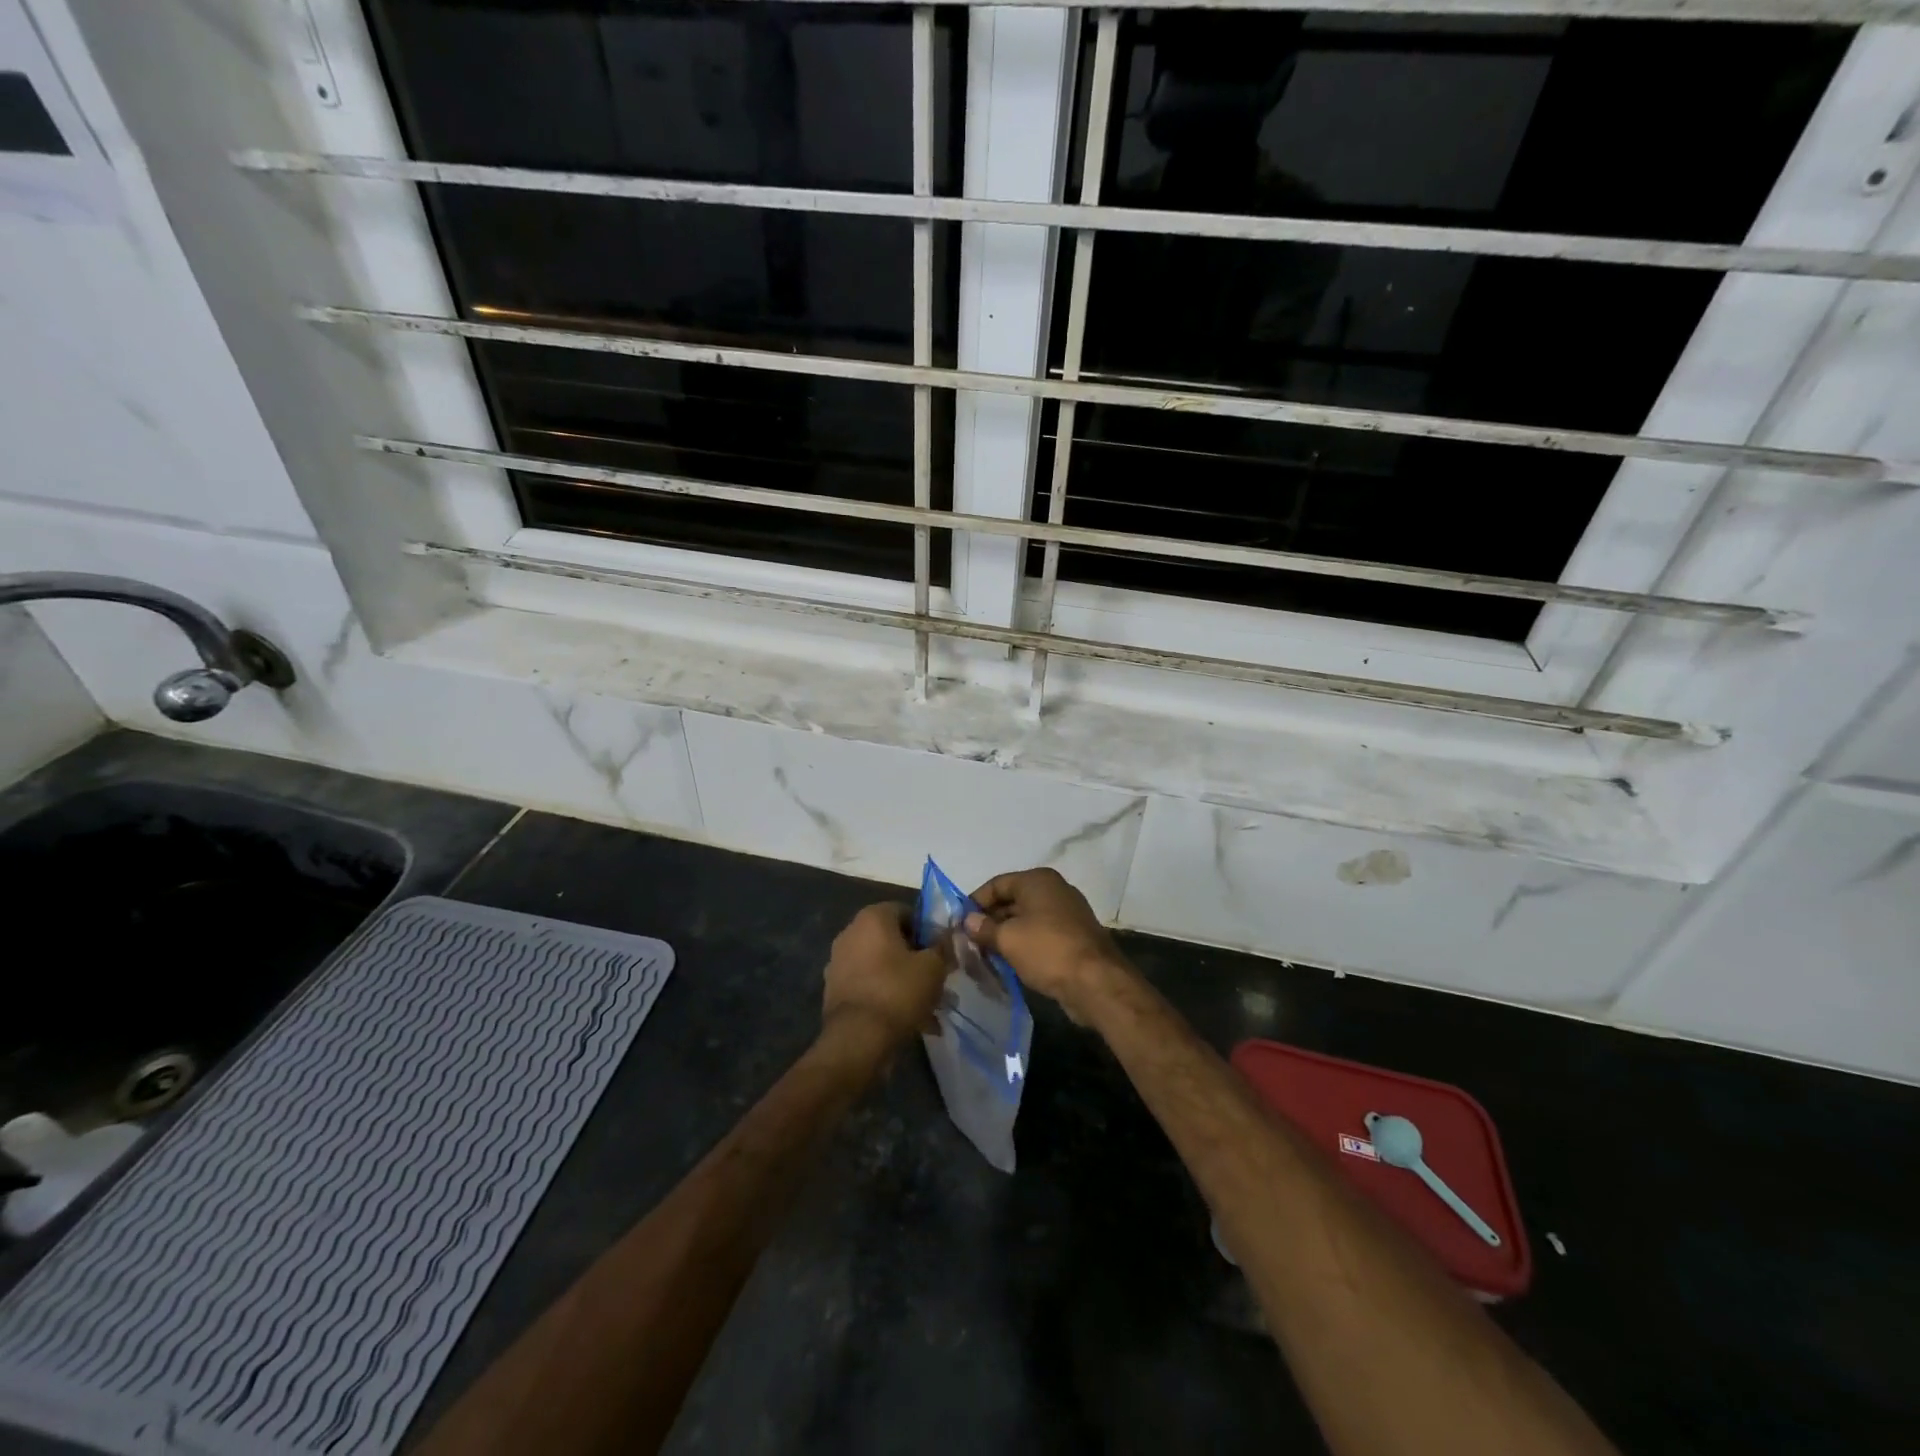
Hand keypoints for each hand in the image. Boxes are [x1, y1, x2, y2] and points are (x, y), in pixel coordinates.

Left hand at [820, 903, 947, 1052]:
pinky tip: (910, 1021)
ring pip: (882, 966)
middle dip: (917, 959)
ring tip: (929, 1007)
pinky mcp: (835, 990)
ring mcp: (839, 962)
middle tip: (938, 980)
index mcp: (872, 918)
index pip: (906, 911)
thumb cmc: (898, 991)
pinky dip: (888, 997)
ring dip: (905, 981)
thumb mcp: (933, 967)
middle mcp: (850, 933)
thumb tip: (945, 937)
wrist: (858, 1039)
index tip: (942, 952)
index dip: (928, 931)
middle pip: (893, 940)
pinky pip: (870, 986)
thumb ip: (942, 947)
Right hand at [965, 868, 1130, 1024]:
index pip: (997, 884)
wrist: (1096, 983)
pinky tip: (1009, 963)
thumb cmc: (1047, 950)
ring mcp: (1067, 914)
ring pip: (1026, 920)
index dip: (975, 902)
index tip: (958, 924)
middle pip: (1012, 901)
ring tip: (984, 956)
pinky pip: (1040, 935)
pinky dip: (1024, 946)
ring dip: (1005, 936)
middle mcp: (1054, 890)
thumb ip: (984, 928)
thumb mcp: (1008, 939)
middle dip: (989, 921)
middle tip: (968, 943)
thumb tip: (968, 921)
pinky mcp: (1074, 937)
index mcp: (1038, 880)